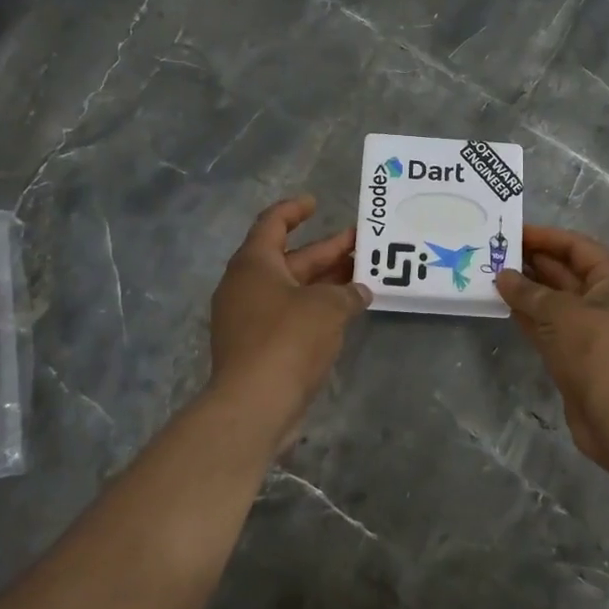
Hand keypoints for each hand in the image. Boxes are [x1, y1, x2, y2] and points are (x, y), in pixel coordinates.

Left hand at [208, 196, 371, 444]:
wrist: (254, 405)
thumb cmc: (288, 339)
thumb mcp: (327, 308)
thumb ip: (347, 293)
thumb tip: (359, 291)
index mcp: (254, 264)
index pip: (272, 223)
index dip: (293, 210)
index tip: (315, 203)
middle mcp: (246, 286)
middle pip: (289, 259)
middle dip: (326, 251)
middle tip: (361, 243)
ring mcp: (248, 319)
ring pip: (292, 289)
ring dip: (324, 281)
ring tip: (362, 276)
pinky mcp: (256, 347)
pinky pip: (289, 315)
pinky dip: (315, 308)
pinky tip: (344, 312)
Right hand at [496, 225, 608, 475]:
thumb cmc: (598, 350)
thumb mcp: (561, 312)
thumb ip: (529, 292)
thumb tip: (503, 276)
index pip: (579, 247)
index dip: (546, 238)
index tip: (513, 233)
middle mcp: (608, 302)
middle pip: (568, 273)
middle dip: (534, 263)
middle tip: (496, 254)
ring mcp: (594, 332)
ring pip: (556, 302)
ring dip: (528, 291)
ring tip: (493, 276)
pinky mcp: (579, 358)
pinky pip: (551, 328)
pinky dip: (530, 317)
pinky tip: (504, 306)